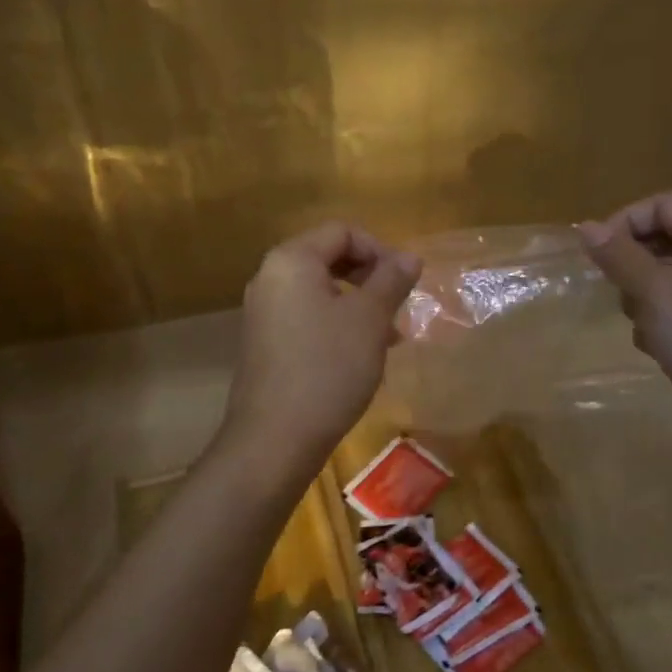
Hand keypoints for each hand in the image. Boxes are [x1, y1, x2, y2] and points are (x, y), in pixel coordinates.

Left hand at [218, 223, 421, 480]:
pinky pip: (305, 318)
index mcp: (291, 260)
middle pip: (328, 258)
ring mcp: (262, 313)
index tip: (405, 282)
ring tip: (389, 338)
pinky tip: (360, 357)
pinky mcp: (263, 344)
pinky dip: (336, 326)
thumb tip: (409, 256)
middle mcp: (269, 278)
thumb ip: (390, 280)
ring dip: (358, 306)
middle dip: (369, 279)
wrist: (274, 439)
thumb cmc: (327, 368)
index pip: (341, 231)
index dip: (379, 249)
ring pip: (319, 292)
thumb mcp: (369, 320)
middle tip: (398, 307)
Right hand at [577, 193, 671, 454]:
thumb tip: (585, 227)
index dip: (626, 220)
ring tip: (640, 321)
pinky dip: (656, 320)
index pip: (663, 204)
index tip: (597, 253)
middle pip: (663, 237)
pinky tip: (655, 345)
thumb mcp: (656, 292)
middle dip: (631, 261)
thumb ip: (619, 255)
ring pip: (662, 276)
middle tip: (616, 288)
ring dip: (640, 295)